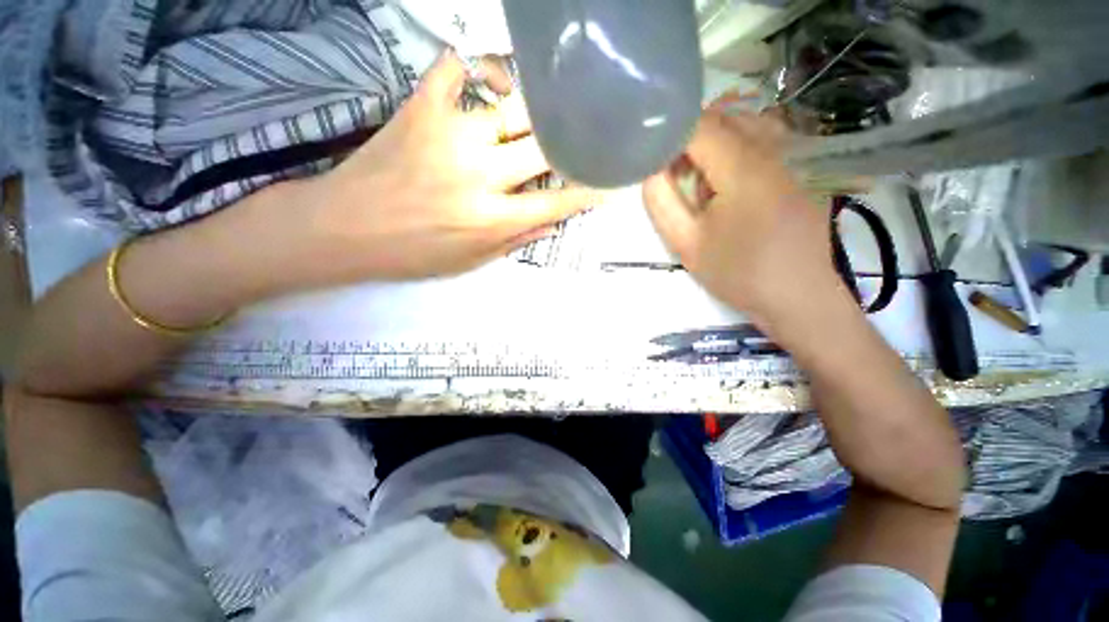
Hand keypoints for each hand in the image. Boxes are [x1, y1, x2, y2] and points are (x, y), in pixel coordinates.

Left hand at [300, 52, 596, 282]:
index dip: (587, 192)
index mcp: (490, 219)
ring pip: (514, 106)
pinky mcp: (421, 107)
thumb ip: (515, 240)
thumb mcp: (470, 262)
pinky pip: (458, 69)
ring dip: (540, 109)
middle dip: (573, 145)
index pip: (555, 202)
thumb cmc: (412, 254)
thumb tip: (552, 223)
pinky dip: (482, 65)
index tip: (607, 181)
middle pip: (545, 147)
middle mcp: (479, 174)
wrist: (345, 227)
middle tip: (586, 140)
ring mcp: (450, 134)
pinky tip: (495, 77)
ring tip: (553, 109)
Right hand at [642, 110, 844, 327]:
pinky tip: (729, 187)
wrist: (800, 296)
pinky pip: (760, 141)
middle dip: (689, 141)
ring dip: (712, 146)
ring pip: (742, 126)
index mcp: (742, 166)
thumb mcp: (686, 243)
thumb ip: (661, 201)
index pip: (697, 125)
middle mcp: (771, 148)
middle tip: (675, 179)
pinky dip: (734, 152)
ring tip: (701, 186)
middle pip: (721, 119)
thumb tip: (652, 168)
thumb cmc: (739, 273)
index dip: (669, 137)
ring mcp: (790, 156)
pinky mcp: (798, 168)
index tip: (655, 162)